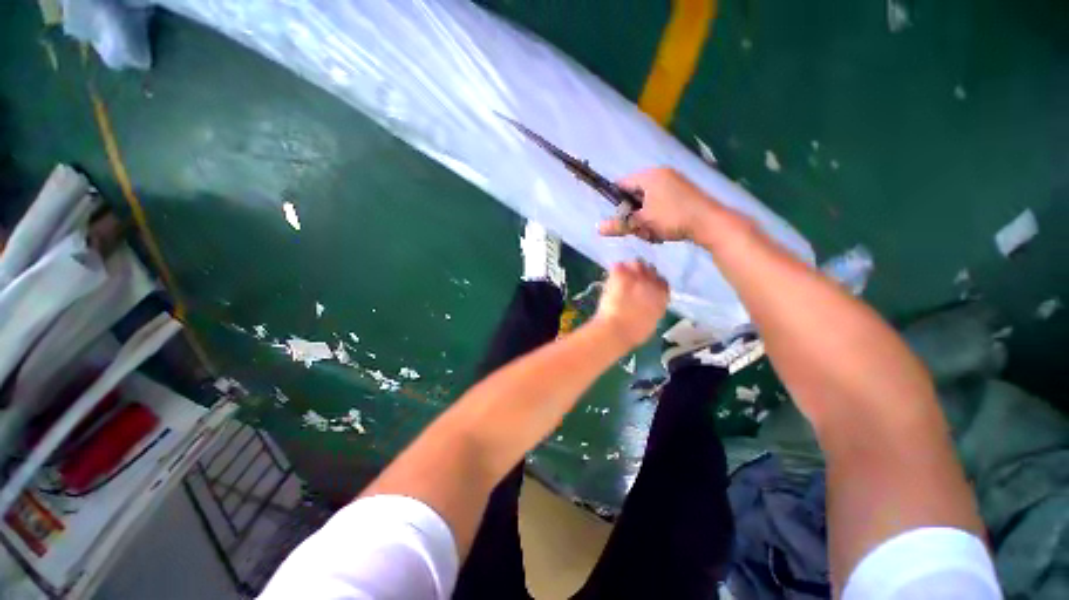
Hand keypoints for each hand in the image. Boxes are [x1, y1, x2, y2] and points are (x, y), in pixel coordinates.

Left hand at [593, 261, 668, 348]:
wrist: (615, 329)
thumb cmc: (633, 333)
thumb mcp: (651, 322)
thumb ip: (653, 308)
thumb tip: (649, 304)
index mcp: (661, 297)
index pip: (662, 283)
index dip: (654, 283)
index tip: (647, 287)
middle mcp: (652, 284)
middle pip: (651, 270)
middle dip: (644, 273)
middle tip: (633, 280)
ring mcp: (636, 277)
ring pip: (637, 263)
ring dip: (631, 267)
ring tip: (623, 275)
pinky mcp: (621, 275)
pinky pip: (619, 265)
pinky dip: (616, 269)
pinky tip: (612, 275)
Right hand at [598, 167, 719, 242]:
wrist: (710, 223)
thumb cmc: (672, 218)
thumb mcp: (642, 223)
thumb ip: (619, 224)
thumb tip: (597, 228)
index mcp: (650, 176)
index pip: (622, 183)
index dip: (615, 201)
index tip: (617, 218)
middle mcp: (661, 174)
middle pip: (635, 193)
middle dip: (632, 212)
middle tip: (635, 228)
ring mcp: (674, 182)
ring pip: (647, 200)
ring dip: (644, 217)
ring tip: (649, 231)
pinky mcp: (683, 193)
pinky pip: (660, 202)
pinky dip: (656, 216)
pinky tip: (660, 229)